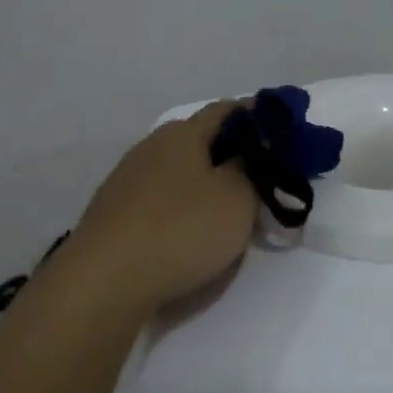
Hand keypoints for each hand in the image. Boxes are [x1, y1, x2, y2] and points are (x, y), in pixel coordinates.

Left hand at [50, 101, 258, 319]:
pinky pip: (163, 202)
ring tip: (233, 213)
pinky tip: (195, 233)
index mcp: (182, 133)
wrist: (106, 282)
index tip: (286, 135)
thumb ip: (254, 168)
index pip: (227, 110)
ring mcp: (128, 181)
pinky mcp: (117, 214)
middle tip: (266, 181)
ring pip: (181, 174)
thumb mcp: (237, 197)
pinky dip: (185, 209)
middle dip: (235, 157)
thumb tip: (255, 150)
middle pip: (202, 142)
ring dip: (209, 186)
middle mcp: (151, 148)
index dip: (260, 118)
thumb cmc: (181, 230)